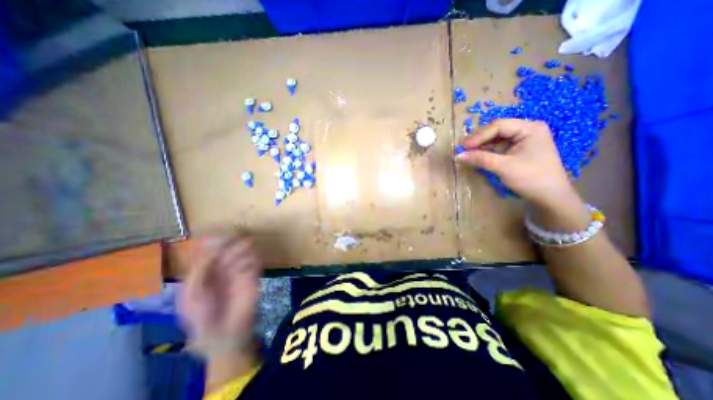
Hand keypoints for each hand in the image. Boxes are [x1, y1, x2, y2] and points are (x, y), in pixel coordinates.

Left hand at [181, 235, 262, 355]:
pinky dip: (252, 260)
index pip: (210, 250)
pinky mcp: (252, 277)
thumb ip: (200, 269)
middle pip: (228, 248)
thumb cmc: (201, 316)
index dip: (214, 240)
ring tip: (244, 251)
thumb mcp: (191, 293)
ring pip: (243, 252)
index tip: (219, 232)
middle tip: (237, 238)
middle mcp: (222, 268)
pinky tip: (248, 267)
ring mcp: (238, 272)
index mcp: (204, 272)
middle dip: (231, 242)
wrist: (223, 334)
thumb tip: (211, 247)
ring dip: (243, 250)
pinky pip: (255, 262)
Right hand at [456, 118, 577, 210]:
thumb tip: (459, 155)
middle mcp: (527, 130)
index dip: (479, 135)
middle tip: (462, 149)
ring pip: (496, 138)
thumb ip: (481, 159)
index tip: (463, 146)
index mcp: (529, 128)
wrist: (549, 197)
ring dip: (481, 145)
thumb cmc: (531, 178)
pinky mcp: (519, 150)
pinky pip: (499, 146)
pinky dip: (487, 151)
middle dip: (479, 139)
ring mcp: (523, 140)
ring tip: (467, 152)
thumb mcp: (503, 167)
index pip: (499, 126)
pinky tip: (477, 155)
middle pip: (497, 130)